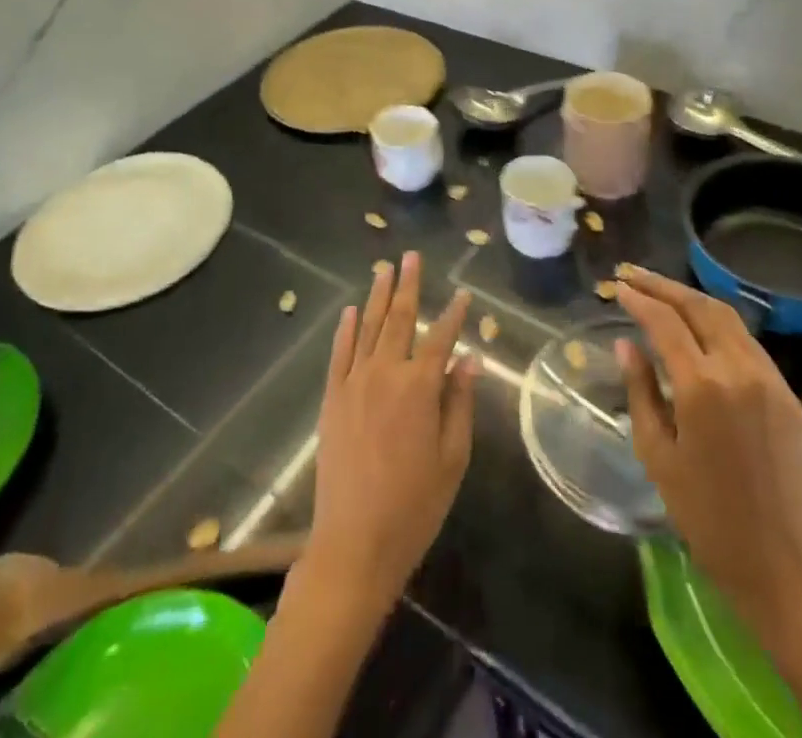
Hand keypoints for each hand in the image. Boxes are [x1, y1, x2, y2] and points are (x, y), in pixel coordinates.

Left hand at [303, 253, 476, 615]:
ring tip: (383, 268)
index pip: (441, 338)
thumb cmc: (414, 506)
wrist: (354, 544)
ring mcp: (353, 384)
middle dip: (407, 285)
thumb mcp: (452, 458)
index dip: (454, 314)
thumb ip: (459, 403)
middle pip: (398, 319)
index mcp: (419, 388)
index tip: (463, 294)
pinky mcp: (331, 399)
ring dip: (376, 296)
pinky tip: (349, 311)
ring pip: (367, 328)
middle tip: (411, 256)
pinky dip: (344, 330)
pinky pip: (339, 354)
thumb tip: (469, 360)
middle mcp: (385, 374)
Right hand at [613, 265, 801, 628]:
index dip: (639, 299)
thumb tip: (626, 344)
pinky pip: (746, 340)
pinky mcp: (785, 391)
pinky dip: (716, 322)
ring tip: (660, 291)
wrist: (781, 564)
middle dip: (662, 286)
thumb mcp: (657, 454)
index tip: (617, 287)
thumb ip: (640, 390)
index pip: (665, 322)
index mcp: (702, 387)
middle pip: (698, 306)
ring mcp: (768, 377)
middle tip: (632, 275)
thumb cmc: (705, 517)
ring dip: (690, 298)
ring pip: (726, 316)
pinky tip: (697, 325)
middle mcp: (738, 369)